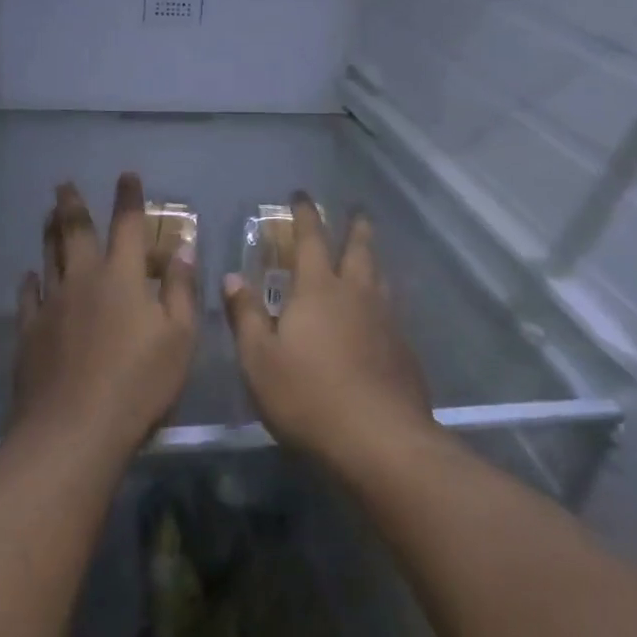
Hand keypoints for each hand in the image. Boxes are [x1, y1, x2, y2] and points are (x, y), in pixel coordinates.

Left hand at [9, 175, 197, 462]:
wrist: (74, 430)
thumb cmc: (139, 384)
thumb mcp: (179, 338)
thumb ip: (181, 290)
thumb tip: (183, 249)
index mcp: (122, 277)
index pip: (128, 225)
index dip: (129, 198)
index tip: (127, 175)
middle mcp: (83, 280)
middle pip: (75, 232)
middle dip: (72, 204)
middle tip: (63, 184)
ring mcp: (51, 305)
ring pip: (48, 257)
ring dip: (49, 232)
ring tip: (48, 214)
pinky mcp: (29, 333)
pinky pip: (28, 297)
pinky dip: (30, 281)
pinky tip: (30, 276)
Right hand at [222, 193, 434, 475]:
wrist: (380, 441)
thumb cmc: (308, 396)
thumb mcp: (259, 359)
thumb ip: (246, 315)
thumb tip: (232, 277)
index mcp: (318, 290)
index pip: (310, 239)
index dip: (306, 214)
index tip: (302, 195)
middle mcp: (356, 294)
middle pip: (358, 250)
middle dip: (355, 228)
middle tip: (357, 211)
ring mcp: (386, 320)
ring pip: (380, 277)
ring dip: (373, 259)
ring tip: (370, 254)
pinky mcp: (404, 350)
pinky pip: (393, 310)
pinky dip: (384, 299)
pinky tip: (382, 314)